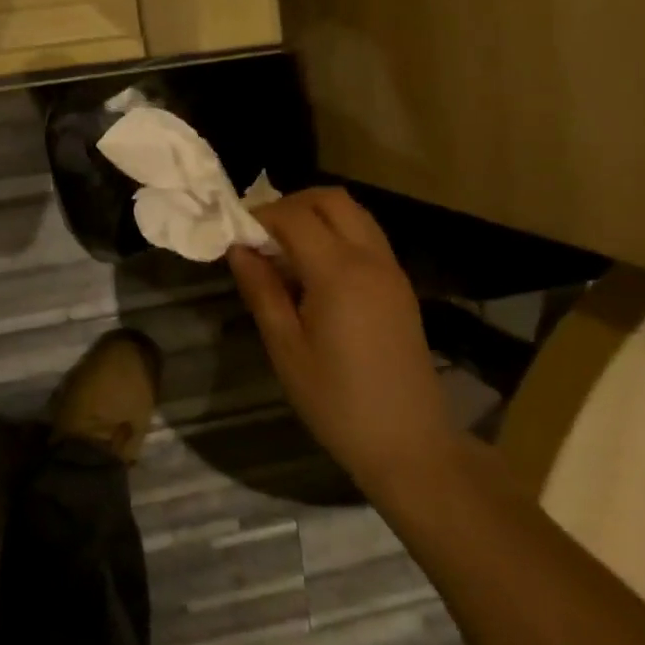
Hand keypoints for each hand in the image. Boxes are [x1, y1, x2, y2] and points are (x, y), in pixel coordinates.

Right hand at [229, 189, 454, 496]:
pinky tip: (315, 270)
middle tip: (261, 234)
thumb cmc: (338, 402)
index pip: (294, 216)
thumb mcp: (286, 349)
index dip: (260, 215)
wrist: (410, 444)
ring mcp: (391, 270)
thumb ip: (261, 290)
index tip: (234, 234)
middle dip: (291, 204)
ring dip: (316, 215)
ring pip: (354, 213)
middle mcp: (370, 258)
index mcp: (339, 272)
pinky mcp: (400, 286)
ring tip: (284, 249)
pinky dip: (337, 233)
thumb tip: (238, 248)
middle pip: (331, 199)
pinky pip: (367, 236)